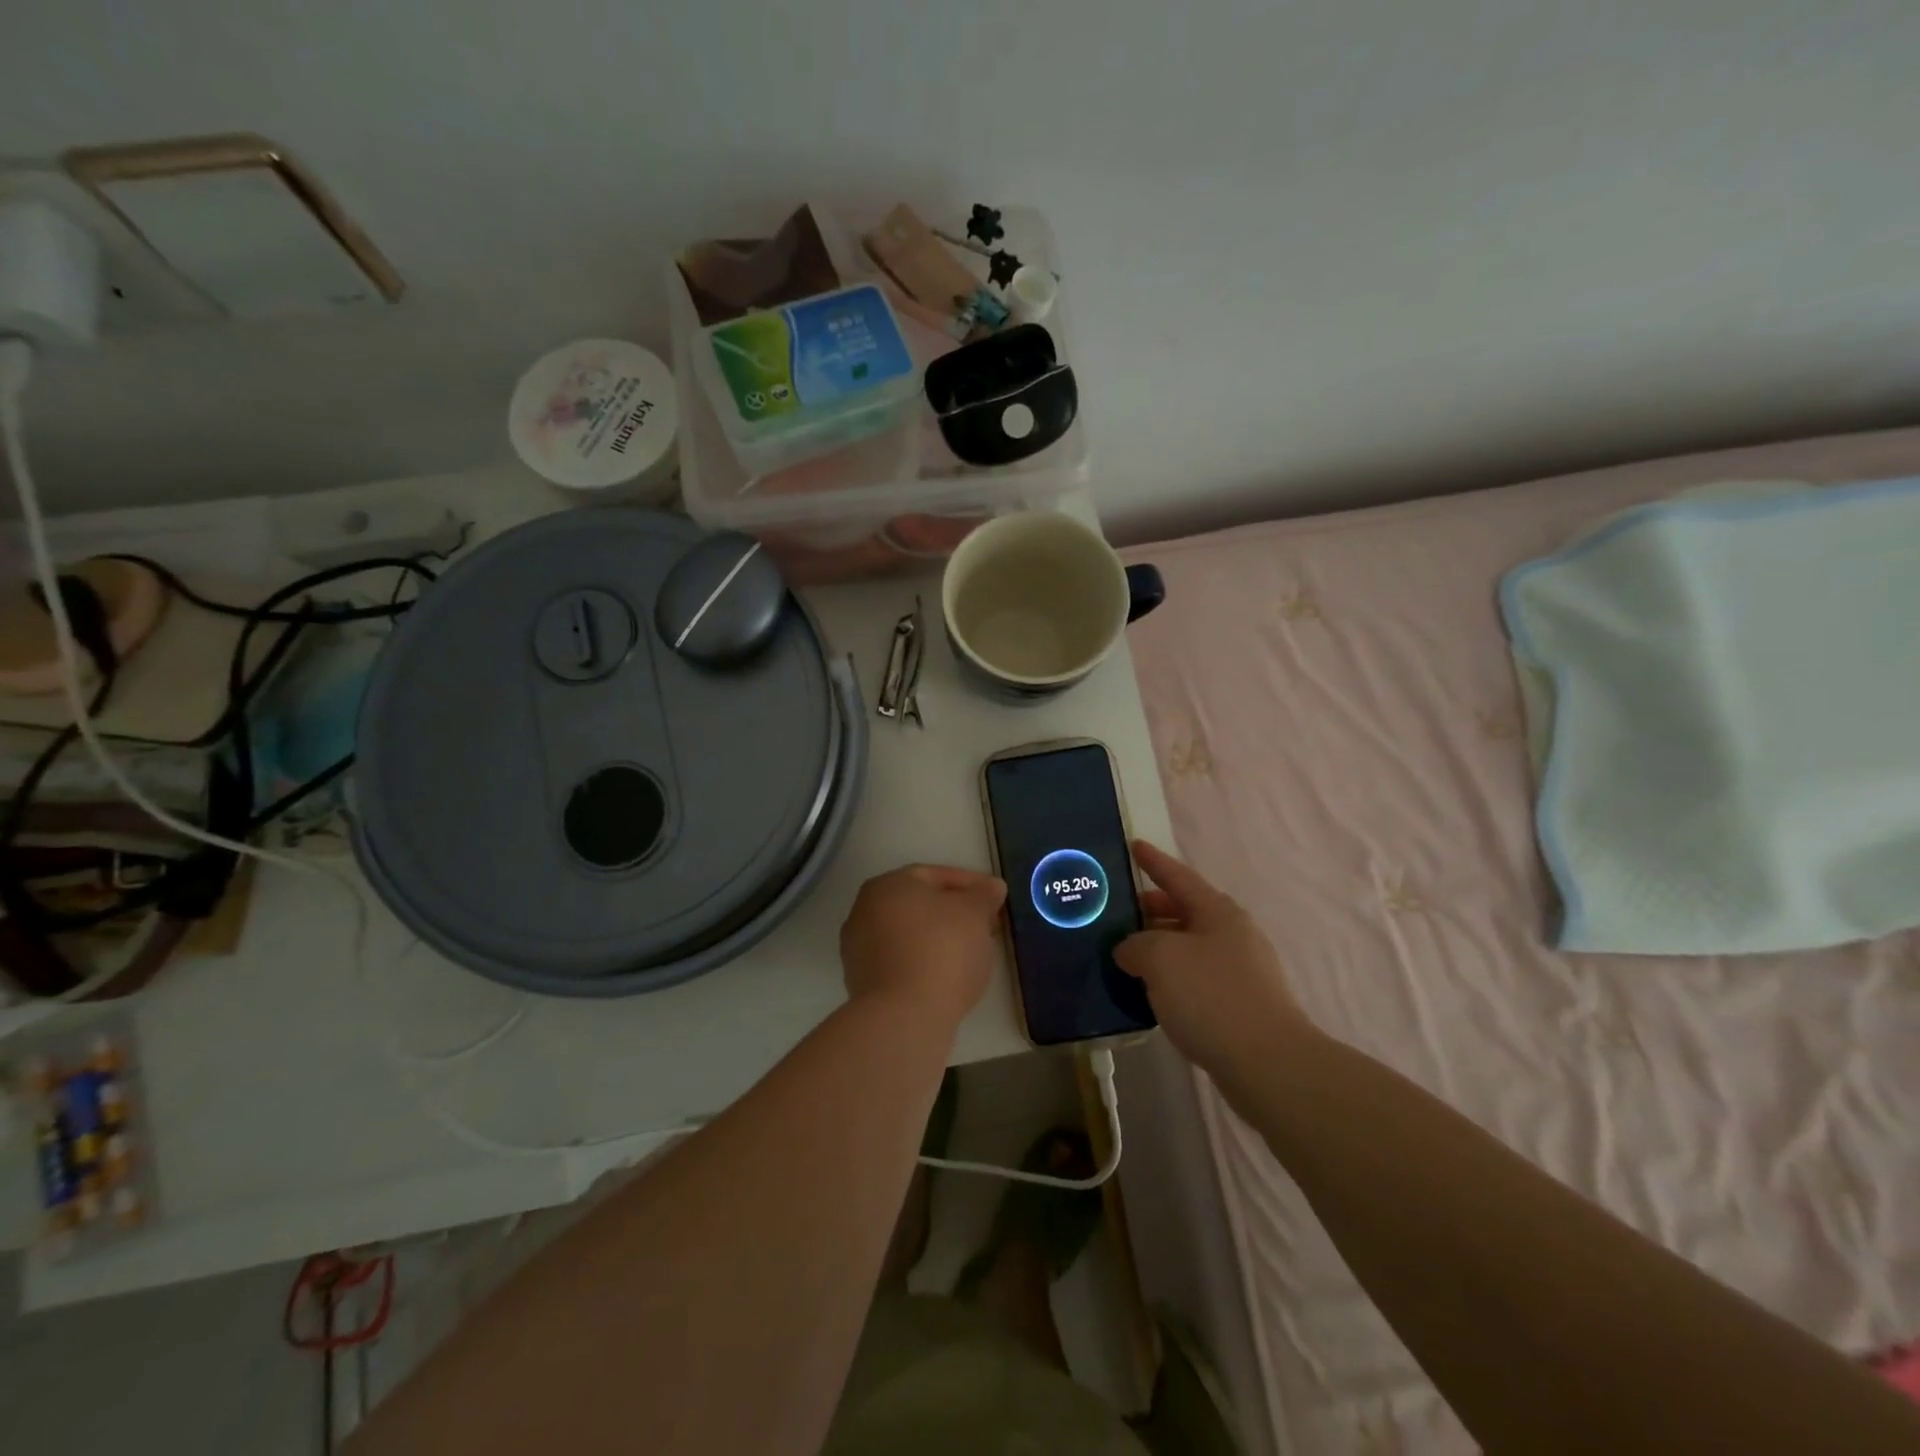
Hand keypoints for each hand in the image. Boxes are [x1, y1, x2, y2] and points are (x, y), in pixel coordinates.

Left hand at [840, 864, 1006, 1023]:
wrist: (905, 1015)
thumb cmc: (942, 949)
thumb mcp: (974, 913)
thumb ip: (984, 895)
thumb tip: (992, 886)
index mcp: (887, 885)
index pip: (934, 875)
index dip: (970, 883)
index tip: (994, 897)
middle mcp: (865, 911)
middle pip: (920, 905)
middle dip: (955, 912)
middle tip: (986, 924)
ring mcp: (859, 949)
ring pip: (910, 934)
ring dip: (941, 937)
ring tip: (973, 951)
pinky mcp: (863, 983)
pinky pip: (903, 962)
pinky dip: (925, 962)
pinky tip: (949, 975)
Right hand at [1114, 841, 1314, 1083]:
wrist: (1268, 1063)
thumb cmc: (1211, 996)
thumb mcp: (1159, 958)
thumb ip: (1135, 944)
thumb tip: (1130, 950)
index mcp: (1217, 911)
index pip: (1177, 876)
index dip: (1153, 861)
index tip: (1134, 845)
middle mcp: (1232, 934)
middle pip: (1184, 911)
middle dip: (1150, 910)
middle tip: (1116, 913)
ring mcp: (1240, 970)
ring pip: (1189, 947)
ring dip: (1158, 948)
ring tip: (1125, 955)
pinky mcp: (1240, 1005)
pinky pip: (1196, 978)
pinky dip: (1171, 977)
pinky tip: (1150, 992)